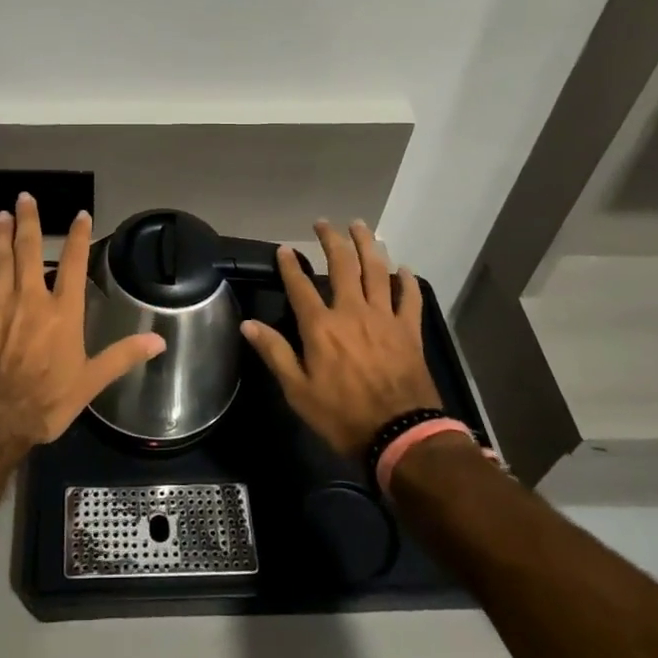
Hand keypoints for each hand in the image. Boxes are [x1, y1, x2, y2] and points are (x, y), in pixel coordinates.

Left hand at [0, 193, 165, 447]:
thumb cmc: (48, 399)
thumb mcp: (92, 381)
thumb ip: (123, 356)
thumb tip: (159, 340)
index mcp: (62, 311)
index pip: (73, 263)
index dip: (78, 237)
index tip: (80, 215)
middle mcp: (31, 299)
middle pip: (29, 251)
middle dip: (28, 222)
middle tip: (24, 197)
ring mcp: (0, 306)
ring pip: (0, 261)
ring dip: (1, 237)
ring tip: (1, 216)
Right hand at [242, 219, 449, 460]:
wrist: (400, 435)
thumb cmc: (342, 416)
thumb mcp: (298, 391)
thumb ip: (275, 353)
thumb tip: (248, 324)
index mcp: (321, 326)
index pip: (300, 286)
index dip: (290, 265)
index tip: (284, 248)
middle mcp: (352, 312)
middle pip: (342, 265)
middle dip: (331, 240)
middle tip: (324, 223)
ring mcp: (384, 318)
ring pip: (376, 270)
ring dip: (367, 245)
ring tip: (360, 226)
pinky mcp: (409, 330)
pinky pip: (410, 298)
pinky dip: (407, 281)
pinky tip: (404, 268)